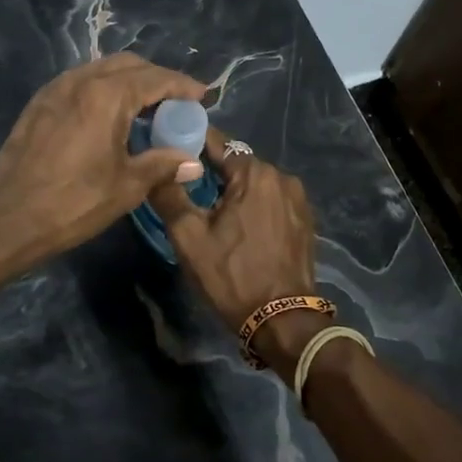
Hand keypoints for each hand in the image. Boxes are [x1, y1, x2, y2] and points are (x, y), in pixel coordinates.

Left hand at [0, 54, 206, 297]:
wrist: (6, 219)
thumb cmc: (73, 203)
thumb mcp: (126, 186)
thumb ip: (162, 165)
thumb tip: (192, 162)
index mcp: (106, 96)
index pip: (156, 79)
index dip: (183, 86)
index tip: (204, 96)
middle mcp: (80, 81)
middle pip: (129, 65)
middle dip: (157, 79)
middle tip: (177, 103)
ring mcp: (55, 89)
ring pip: (102, 70)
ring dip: (129, 82)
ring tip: (147, 109)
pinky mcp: (39, 103)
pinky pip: (81, 83)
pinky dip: (104, 89)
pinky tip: (111, 116)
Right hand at [149, 129, 319, 336]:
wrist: (282, 320)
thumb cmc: (232, 275)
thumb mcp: (189, 238)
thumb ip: (170, 195)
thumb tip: (157, 166)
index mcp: (255, 174)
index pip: (217, 142)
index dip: (191, 142)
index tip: (170, 147)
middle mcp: (281, 177)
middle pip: (237, 163)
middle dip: (212, 169)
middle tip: (185, 183)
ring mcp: (298, 199)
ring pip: (255, 183)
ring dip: (234, 189)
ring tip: (210, 206)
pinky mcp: (305, 220)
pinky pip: (271, 200)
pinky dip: (254, 204)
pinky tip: (239, 224)